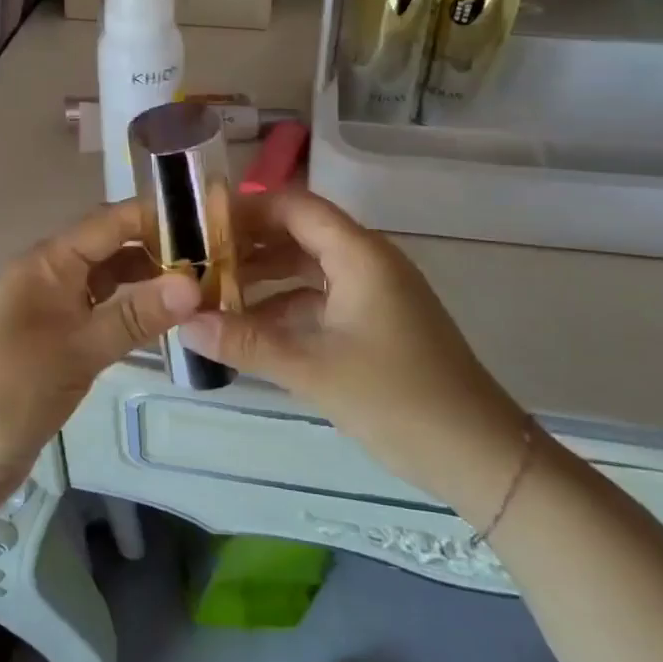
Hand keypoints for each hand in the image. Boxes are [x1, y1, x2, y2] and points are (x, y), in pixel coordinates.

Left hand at [0, 200, 198, 514]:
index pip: (111, 223)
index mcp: (48, 263)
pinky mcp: (58, 345)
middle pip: (113, 249)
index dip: (159, 217)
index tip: (213, 222)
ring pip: (110, 283)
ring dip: (149, 284)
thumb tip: (195, 283)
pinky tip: (165, 324)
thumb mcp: (75, 351)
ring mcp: (53, 312)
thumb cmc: (6, 393)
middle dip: (161, 251)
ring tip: (205, 291)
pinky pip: (102, 315)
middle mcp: (51, 277)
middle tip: (220, 262)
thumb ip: (135, 316)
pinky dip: (132, 314)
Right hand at [182, 189, 529, 525]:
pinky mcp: (378, 322)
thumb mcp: (313, 369)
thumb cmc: (397, 398)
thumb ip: (246, 342)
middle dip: (249, 246)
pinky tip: (252, 329)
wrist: (478, 454)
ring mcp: (375, 292)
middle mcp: (368, 261)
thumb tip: (184, 324)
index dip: (247, 210)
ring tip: (214, 295)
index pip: (294, 206)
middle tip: (197, 262)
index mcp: (359, 254)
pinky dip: (287, 307)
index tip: (200, 225)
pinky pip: (322, 299)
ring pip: (308, 268)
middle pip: (299, 234)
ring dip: (265, 279)